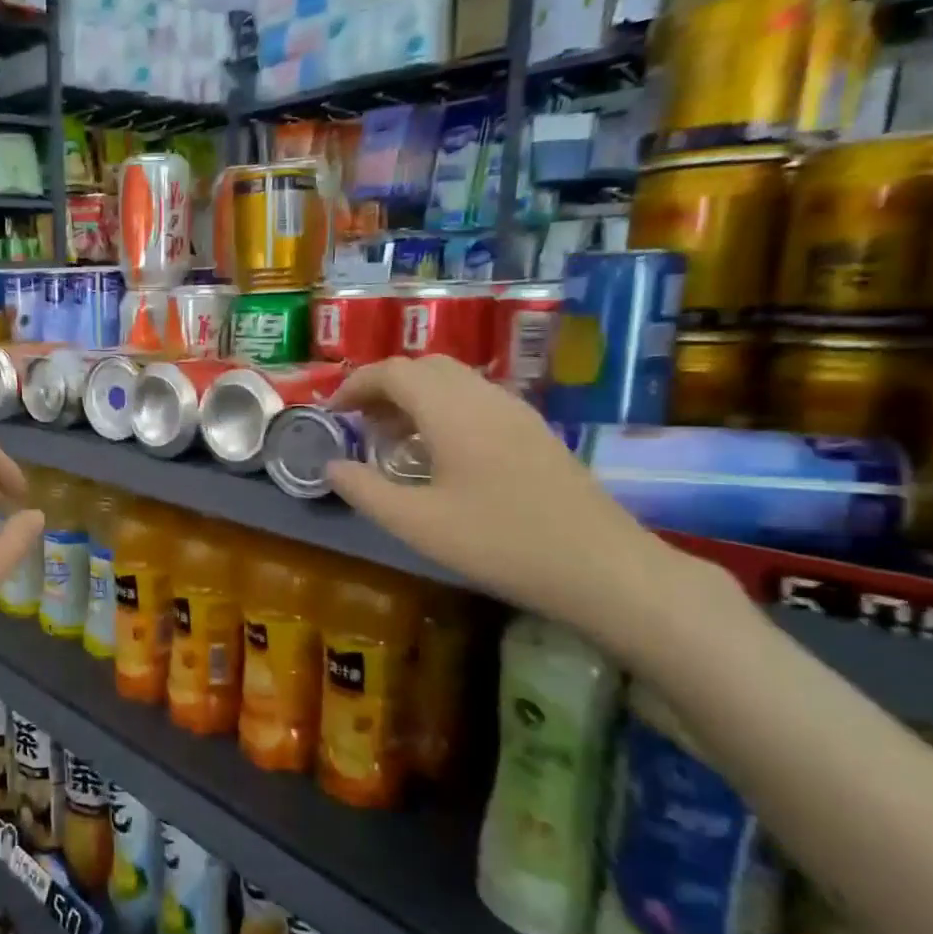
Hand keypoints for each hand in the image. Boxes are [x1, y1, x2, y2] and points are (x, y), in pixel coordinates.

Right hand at [324, 357, 699, 640]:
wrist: (601, 566)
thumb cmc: (499, 542)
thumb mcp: (416, 523)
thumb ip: (365, 490)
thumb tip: (331, 466)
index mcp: (452, 411)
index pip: (393, 372)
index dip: (355, 385)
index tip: (331, 413)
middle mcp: (484, 397)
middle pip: (424, 367)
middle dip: (383, 386)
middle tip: (359, 423)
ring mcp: (516, 412)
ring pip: (453, 381)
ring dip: (414, 396)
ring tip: (392, 438)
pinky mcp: (534, 431)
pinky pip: (476, 399)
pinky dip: (443, 409)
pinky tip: (439, 452)